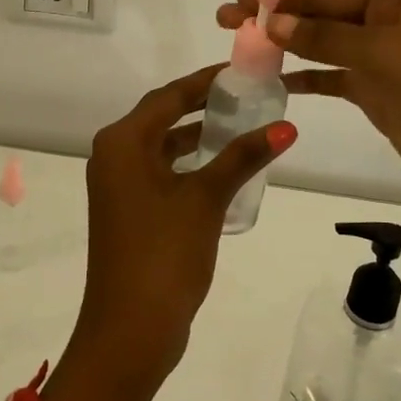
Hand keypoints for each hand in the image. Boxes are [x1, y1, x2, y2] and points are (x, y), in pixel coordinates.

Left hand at [71, 64, 298, 398]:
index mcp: (123, 142)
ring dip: (199, 137)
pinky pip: (162, 173)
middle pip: (163, 117)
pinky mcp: (130, 212)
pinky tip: (225, 169)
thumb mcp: (206, 198)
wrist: (129, 330)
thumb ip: (243, 157)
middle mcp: (114, 156)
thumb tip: (287, 127)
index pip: (169, 96)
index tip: (241, 70)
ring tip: (245, 127)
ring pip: (163, 147)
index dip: (205, 81)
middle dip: (204, 106)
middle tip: (248, 96)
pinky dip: (191, 166)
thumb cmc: (164, 253)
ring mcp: (119, 187)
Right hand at [218, 0, 400, 243]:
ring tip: (239, 46)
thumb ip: (326, 37)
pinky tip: (273, 80)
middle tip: (226, 19)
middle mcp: (394, 20)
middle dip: (276, 17)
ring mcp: (387, 59)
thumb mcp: (386, 56)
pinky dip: (305, 78)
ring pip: (324, 46)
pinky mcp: (382, 94)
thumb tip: (272, 21)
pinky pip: (334, 78)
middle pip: (323, 13)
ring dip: (285, 46)